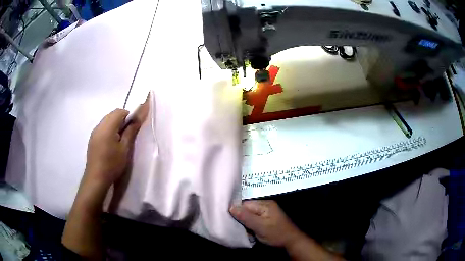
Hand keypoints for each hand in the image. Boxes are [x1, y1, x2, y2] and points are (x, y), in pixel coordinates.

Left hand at [85, 104, 147, 186]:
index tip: (132, 129)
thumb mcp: (125, 149)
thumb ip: (131, 131)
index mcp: (107, 126)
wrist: (96, 178)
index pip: (120, 111)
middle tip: (126, 135)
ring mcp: (94, 132)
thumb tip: (138, 118)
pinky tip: (110, 145)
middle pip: (112, 114)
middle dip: (121, 120)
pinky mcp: (92, 139)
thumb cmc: (112, 164)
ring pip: (106, 121)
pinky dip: (108, 131)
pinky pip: (102, 128)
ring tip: (119, 141)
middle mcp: (99, 126)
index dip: (128, 116)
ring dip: (114, 126)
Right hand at [230, 200, 301, 247]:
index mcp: (264, 204)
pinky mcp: (266, 220)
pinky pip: (253, 221)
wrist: (291, 242)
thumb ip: (246, 217)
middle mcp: (264, 206)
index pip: (244, 204)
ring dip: (245, 224)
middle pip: (246, 209)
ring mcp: (266, 213)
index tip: (228, 219)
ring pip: (249, 216)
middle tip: (237, 228)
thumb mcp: (260, 226)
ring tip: (244, 231)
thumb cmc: (276, 234)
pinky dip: (250, 227)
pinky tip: (249, 232)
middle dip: (241, 219)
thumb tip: (231, 207)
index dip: (236, 211)